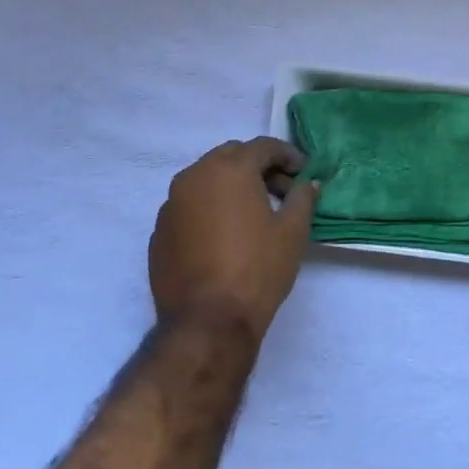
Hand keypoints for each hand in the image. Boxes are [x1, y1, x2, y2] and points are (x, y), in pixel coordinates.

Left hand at [148, 138, 320, 343]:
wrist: (207, 321)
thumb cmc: (257, 269)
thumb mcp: (293, 231)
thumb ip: (303, 198)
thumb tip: (309, 183)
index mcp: (229, 169)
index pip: (263, 147)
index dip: (288, 155)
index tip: (304, 172)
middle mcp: (194, 177)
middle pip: (231, 156)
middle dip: (258, 166)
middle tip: (282, 190)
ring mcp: (171, 204)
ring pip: (206, 180)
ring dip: (232, 186)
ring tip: (254, 212)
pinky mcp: (159, 231)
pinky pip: (190, 206)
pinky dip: (210, 208)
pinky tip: (226, 235)